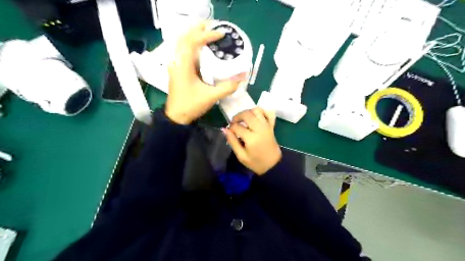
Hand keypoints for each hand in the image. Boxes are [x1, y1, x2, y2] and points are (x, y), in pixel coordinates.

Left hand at [166, 21, 248, 124]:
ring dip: (195, 37)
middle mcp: (177, 62)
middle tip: (214, 29)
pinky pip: (184, 52)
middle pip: (184, 37)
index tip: (220, 34)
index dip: (206, 35)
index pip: (192, 41)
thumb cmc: (191, 105)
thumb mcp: (211, 97)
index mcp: (183, 65)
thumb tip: (242, 77)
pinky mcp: (178, 70)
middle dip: (198, 30)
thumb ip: (227, 87)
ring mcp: (176, 66)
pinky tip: (202, 50)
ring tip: (209, 35)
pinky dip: (193, 47)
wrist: (176, 117)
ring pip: (183, 44)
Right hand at [222, 108, 280, 174]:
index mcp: (251, 138)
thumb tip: (224, 129)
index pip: (237, 127)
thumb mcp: (241, 156)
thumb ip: (232, 142)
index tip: (229, 132)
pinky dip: (262, 111)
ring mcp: (267, 126)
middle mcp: (259, 129)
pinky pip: (269, 113)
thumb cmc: (256, 163)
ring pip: (257, 110)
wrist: (273, 166)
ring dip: (248, 112)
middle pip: (246, 114)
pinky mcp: (272, 126)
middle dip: (237, 117)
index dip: (230, 128)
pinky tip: (255, 116)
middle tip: (234, 123)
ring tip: (244, 119)